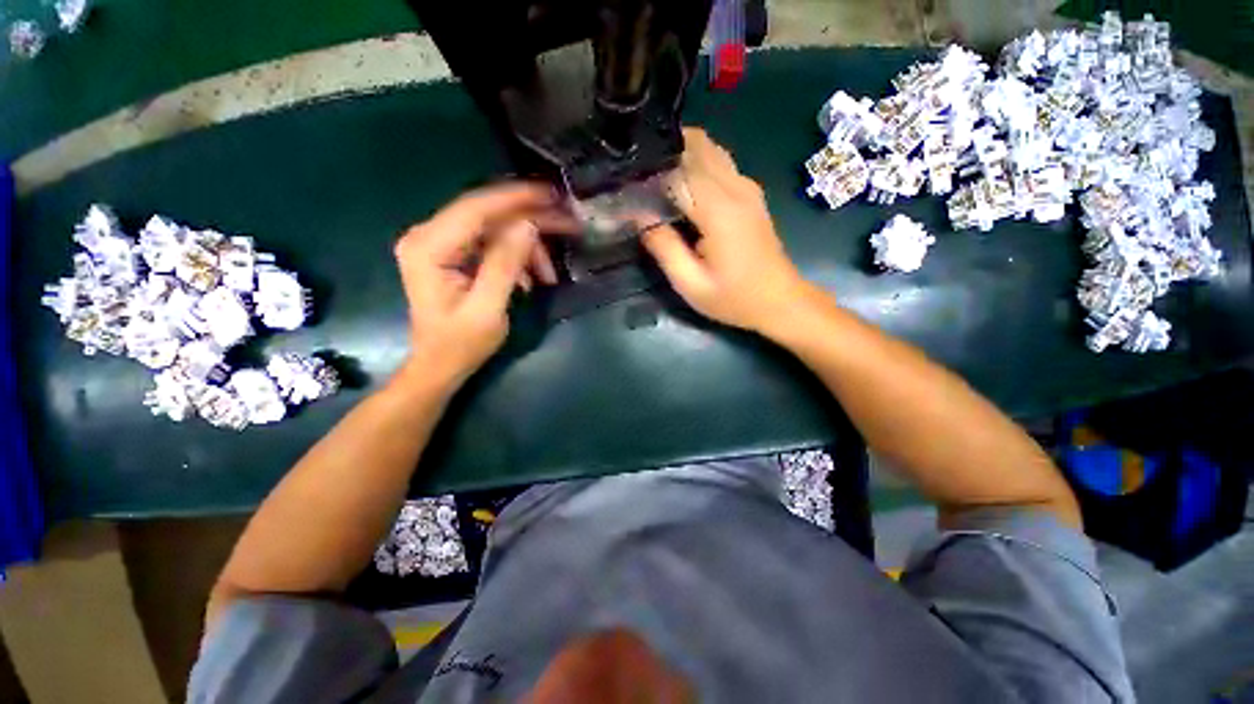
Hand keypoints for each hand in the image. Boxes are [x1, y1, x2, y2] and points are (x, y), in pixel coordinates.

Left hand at [394, 183, 567, 387]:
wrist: (440, 364)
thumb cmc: (460, 344)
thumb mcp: (487, 310)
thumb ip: (504, 265)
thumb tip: (528, 226)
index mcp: (429, 247)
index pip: (476, 208)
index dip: (516, 198)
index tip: (552, 194)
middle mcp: (429, 235)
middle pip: (487, 213)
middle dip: (531, 219)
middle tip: (568, 223)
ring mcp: (441, 243)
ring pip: (495, 228)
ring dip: (528, 247)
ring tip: (549, 275)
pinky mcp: (455, 253)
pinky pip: (493, 243)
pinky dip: (518, 257)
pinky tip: (530, 279)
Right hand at [642, 128, 810, 333]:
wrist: (780, 301)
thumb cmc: (734, 298)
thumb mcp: (691, 284)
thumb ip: (664, 247)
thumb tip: (638, 215)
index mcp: (719, 210)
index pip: (678, 169)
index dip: (650, 172)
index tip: (628, 185)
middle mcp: (736, 188)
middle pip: (697, 145)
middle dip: (665, 152)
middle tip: (639, 177)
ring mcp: (747, 187)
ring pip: (710, 149)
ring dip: (681, 154)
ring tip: (656, 179)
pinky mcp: (751, 194)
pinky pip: (720, 163)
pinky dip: (697, 164)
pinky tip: (681, 187)